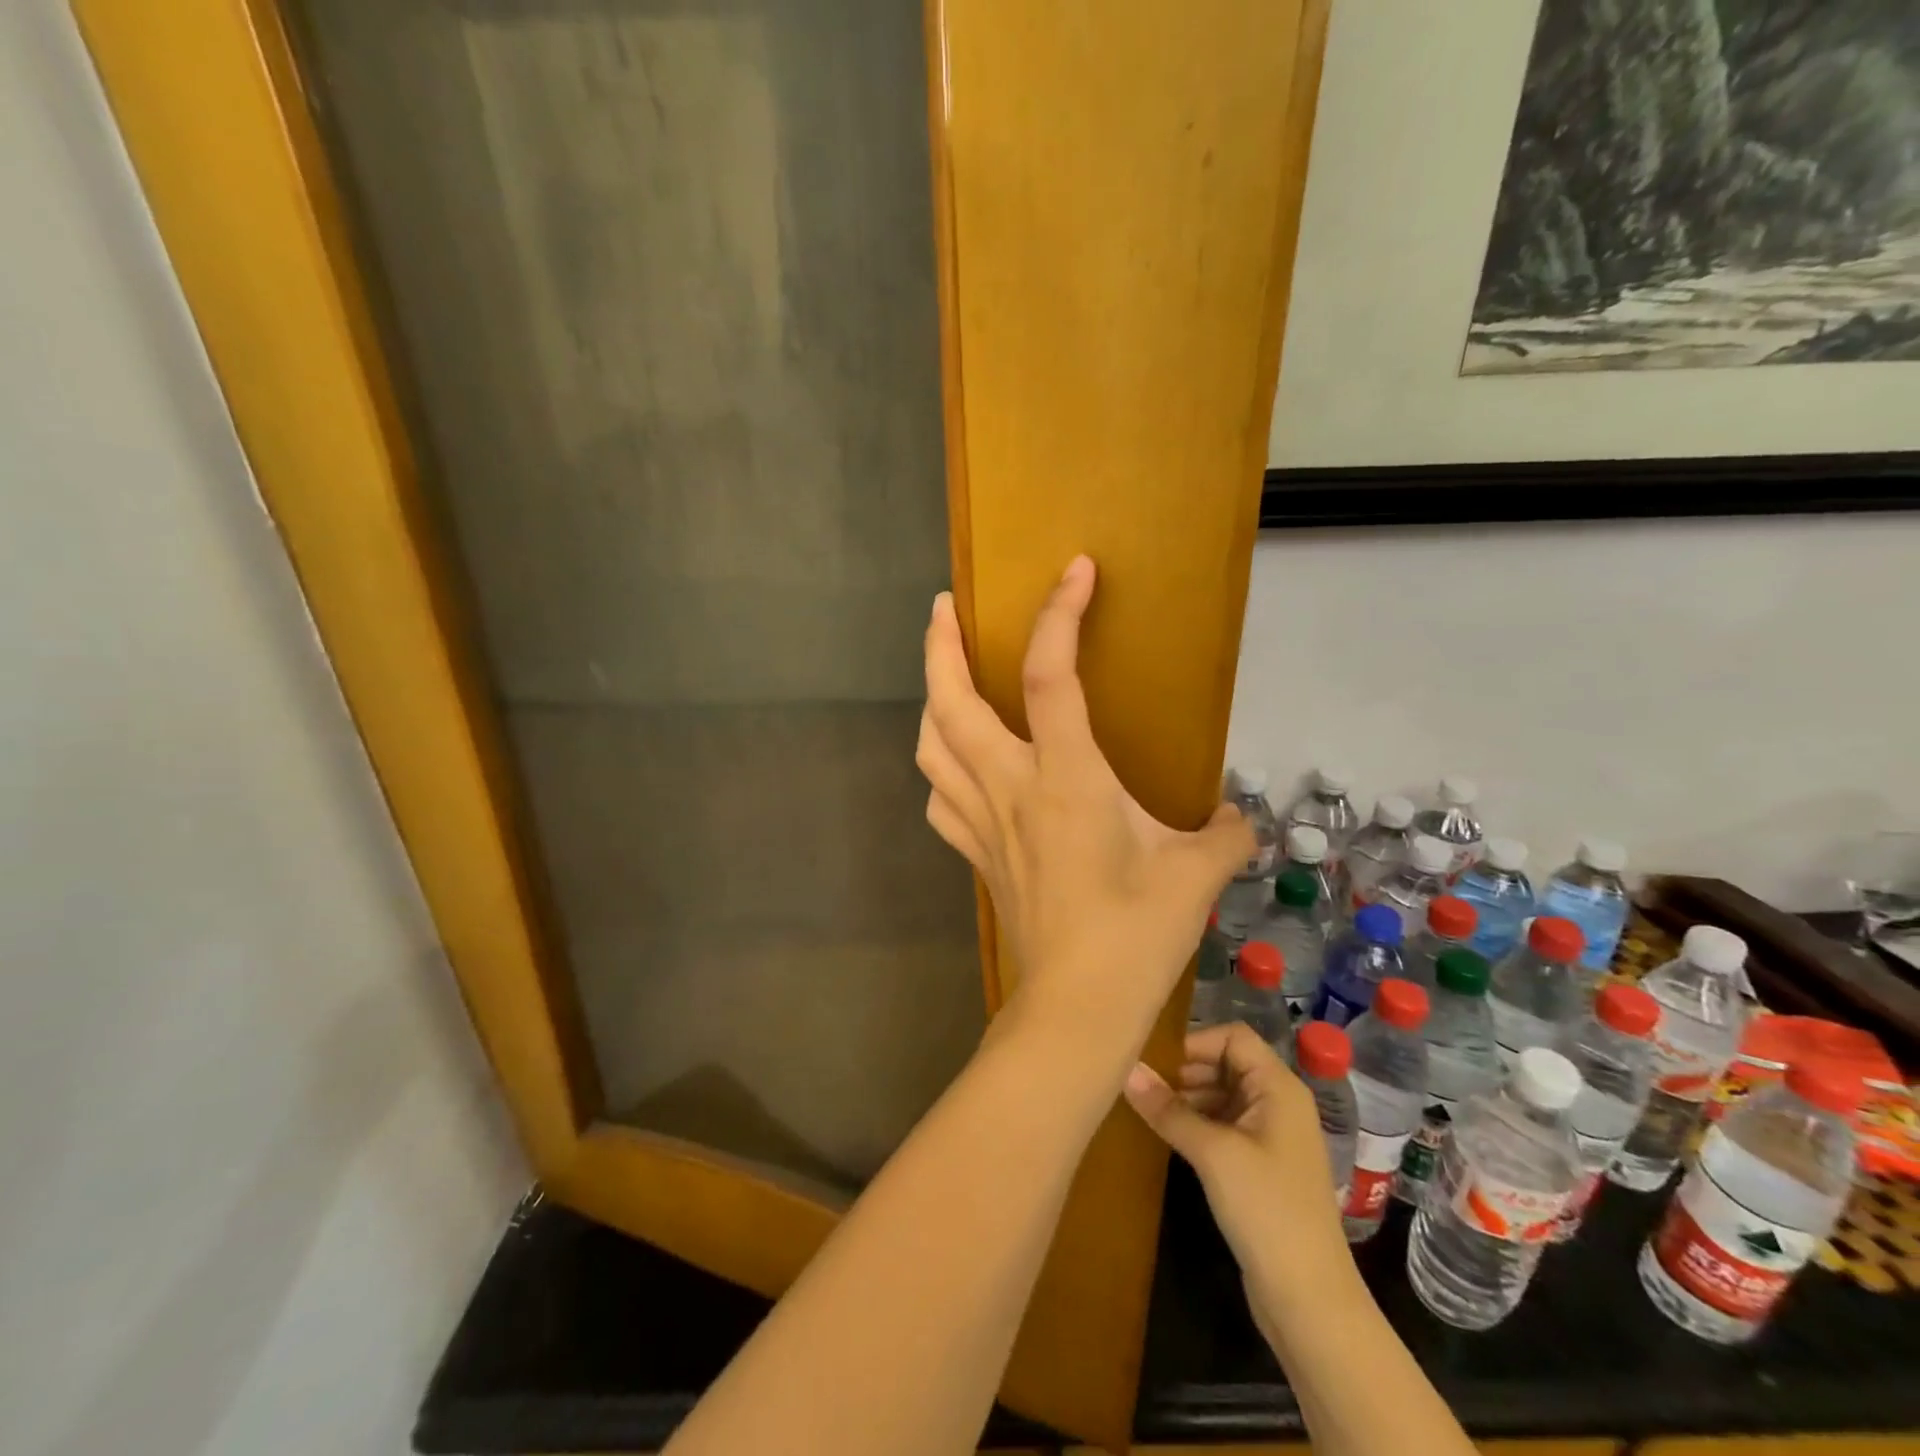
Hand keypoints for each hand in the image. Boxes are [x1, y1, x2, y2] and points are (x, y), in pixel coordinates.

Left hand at [916, 555, 1252, 1046]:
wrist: (1076, 1009)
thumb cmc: (1135, 937)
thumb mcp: (1197, 875)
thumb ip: (1225, 833)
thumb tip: (1238, 817)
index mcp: (1065, 778)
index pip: (1049, 677)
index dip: (1059, 616)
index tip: (1075, 571)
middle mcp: (1009, 788)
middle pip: (950, 702)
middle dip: (940, 646)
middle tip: (945, 608)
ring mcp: (983, 822)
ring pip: (930, 747)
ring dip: (929, 701)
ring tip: (943, 679)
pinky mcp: (976, 854)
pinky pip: (941, 798)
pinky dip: (940, 768)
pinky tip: (956, 766)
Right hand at [1124, 1024, 1349, 1307]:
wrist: (1309, 1299)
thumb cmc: (1266, 1209)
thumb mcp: (1212, 1153)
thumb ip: (1168, 1109)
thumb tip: (1126, 1069)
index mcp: (1278, 1087)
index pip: (1234, 1037)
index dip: (1196, 1043)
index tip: (1157, 1063)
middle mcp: (1278, 1103)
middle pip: (1226, 1064)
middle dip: (1185, 1071)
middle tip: (1144, 1087)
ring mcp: (1271, 1136)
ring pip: (1222, 1095)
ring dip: (1187, 1098)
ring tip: (1148, 1110)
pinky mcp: (1261, 1166)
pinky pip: (1224, 1126)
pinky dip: (1197, 1123)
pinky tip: (1167, 1136)